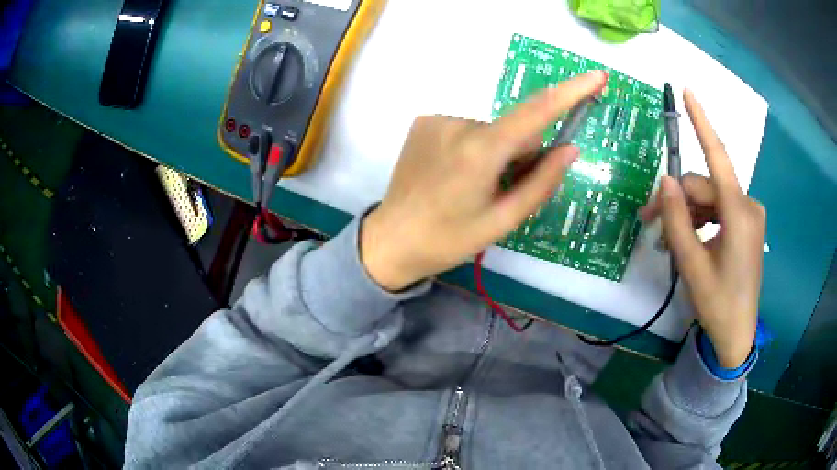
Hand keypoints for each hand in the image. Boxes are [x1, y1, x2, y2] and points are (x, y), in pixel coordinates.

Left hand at [361, 71, 607, 290]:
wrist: (392, 239)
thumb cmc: (450, 239)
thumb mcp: (503, 220)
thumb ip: (541, 182)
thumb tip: (570, 149)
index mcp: (481, 151)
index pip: (537, 112)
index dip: (571, 92)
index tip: (596, 76)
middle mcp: (459, 123)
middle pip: (513, 129)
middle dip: (520, 153)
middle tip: (501, 188)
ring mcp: (438, 119)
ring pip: (489, 130)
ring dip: (494, 152)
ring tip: (471, 185)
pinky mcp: (424, 122)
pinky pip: (465, 129)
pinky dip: (471, 146)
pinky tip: (453, 172)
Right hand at [642, 89, 764, 367]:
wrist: (737, 334)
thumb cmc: (717, 304)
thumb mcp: (691, 265)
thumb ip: (677, 220)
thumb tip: (665, 180)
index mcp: (739, 213)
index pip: (718, 157)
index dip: (702, 122)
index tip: (687, 90)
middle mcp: (748, 205)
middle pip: (705, 186)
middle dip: (676, 199)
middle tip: (648, 221)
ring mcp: (749, 214)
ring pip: (710, 197)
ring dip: (686, 211)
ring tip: (666, 238)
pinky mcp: (746, 224)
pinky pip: (718, 209)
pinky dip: (700, 218)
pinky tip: (688, 238)